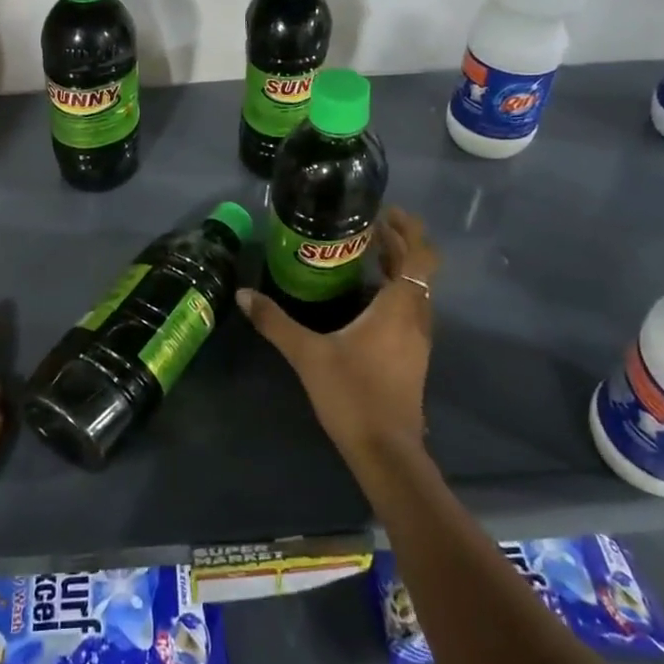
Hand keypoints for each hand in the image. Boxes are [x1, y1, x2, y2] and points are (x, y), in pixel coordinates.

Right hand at [237, 207, 437, 467]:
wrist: (385, 451)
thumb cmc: (352, 394)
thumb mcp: (307, 353)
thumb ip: (275, 321)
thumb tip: (243, 294)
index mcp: (399, 306)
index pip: (419, 254)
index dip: (408, 228)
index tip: (385, 212)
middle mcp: (416, 317)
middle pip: (419, 268)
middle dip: (398, 243)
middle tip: (366, 226)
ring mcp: (418, 340)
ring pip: (416, 291)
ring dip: (397, 268)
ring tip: (363, 255)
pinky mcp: (412, 358)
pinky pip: (409, 310)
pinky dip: (394, 292)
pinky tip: (364, 300)